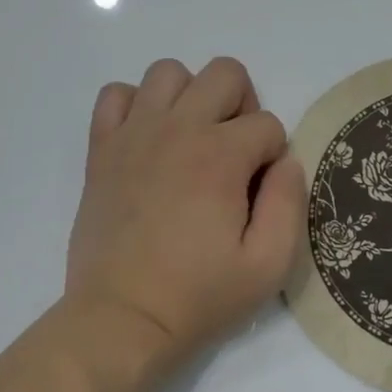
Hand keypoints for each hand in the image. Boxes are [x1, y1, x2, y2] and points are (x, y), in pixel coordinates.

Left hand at [65, 56, 304, 372]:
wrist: (122, 319)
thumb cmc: (199, 296)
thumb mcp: (269, 265)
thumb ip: (290, 203)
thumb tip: (286, 162)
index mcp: (221, 156)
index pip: (268, 124)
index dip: (273, 158)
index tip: (257, 196)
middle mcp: (178, 129)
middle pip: (225, 74)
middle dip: (242, 108)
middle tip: (234, 157)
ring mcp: (134, 134)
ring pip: (169, 72)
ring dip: (191, 97)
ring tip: (191, 142)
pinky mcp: (101, 149)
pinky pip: (116, 95)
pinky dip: (136, 106)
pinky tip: (147, 141)